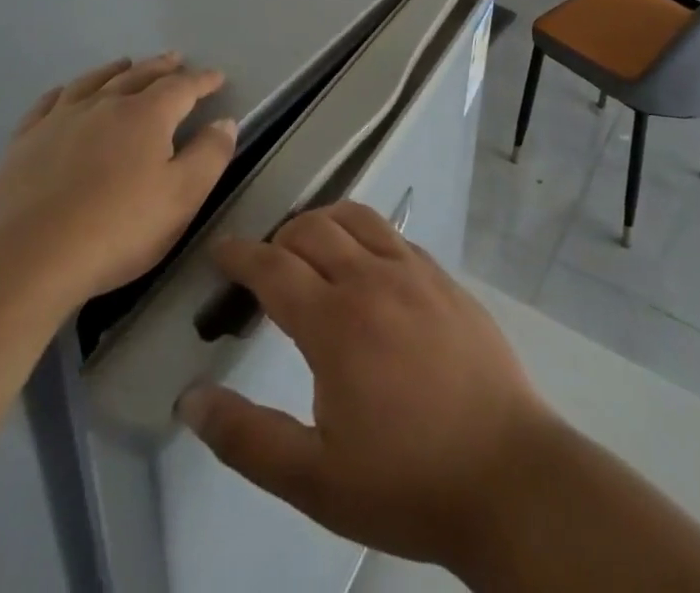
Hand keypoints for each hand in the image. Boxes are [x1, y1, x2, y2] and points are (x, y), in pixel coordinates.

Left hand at [0, 54, 236, 317]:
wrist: (22, 262)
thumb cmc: (115, 229)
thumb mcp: (181, 197)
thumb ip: (209, 156)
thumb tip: (225, 122)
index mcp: (146, 115)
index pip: (182, 87)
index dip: (202, 81)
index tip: (216, 77)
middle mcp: (104, 105)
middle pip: (138, 76)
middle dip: (161, 67)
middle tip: (175, 59)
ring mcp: (59, 121)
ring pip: (93, 82)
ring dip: (115, 71)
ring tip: (126, 64)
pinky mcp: (23, 143)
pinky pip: (48, 104)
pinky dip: (65, 91)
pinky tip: (65, 94)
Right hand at [177, 202, 559, 573]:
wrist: (507, 475)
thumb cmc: (406, 482)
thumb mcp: (315, 479)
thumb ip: (247, 438)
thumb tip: (191, 400)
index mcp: (336, 321)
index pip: (274, 267)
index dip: (241, 255)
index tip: (221, 250)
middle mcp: (373, 279)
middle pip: (313, 228)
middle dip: (279, 236)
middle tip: (264, 263)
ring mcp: (416, 272)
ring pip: (358, 217)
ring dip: (324, 221)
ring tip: (310, 247)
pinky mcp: (446, 279)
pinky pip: (395, 235)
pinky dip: (366, 234)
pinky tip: (368, 264)